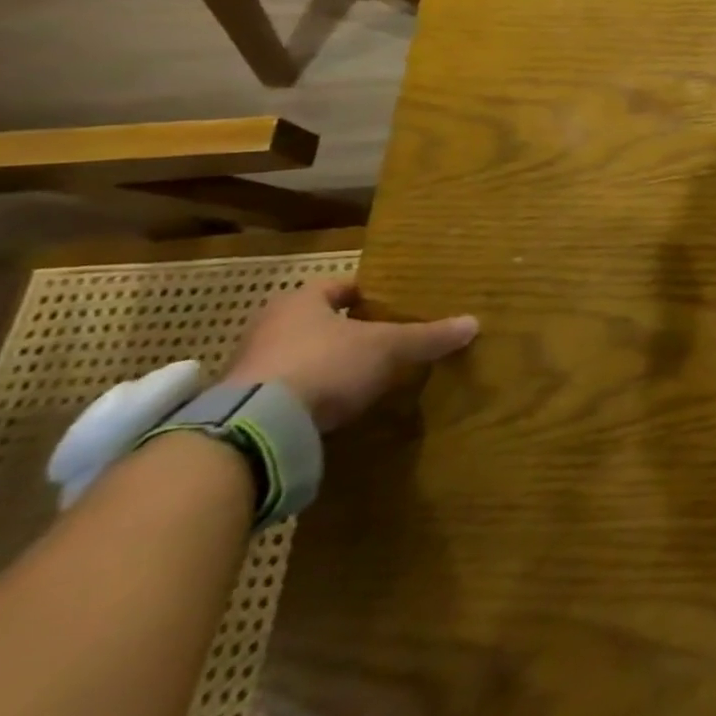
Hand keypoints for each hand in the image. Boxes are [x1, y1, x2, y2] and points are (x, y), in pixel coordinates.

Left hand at [224, 277, 478, 431]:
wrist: (255, 428)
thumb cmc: (326, 364)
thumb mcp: (389, 347)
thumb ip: (428, 336)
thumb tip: (473, 323)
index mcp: (301, 301)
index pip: (340, 286)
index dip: (368, 293)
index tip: (393, 304)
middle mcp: (269, 327)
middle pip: (318, 321)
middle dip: (348, 330)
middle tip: (384, 339)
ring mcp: (250, 368)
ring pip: (300, 356)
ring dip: (327, 363)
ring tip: (364, 375)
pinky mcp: (241, 407)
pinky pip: (287, 391)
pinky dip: (311, 394)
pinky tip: (336, 406)